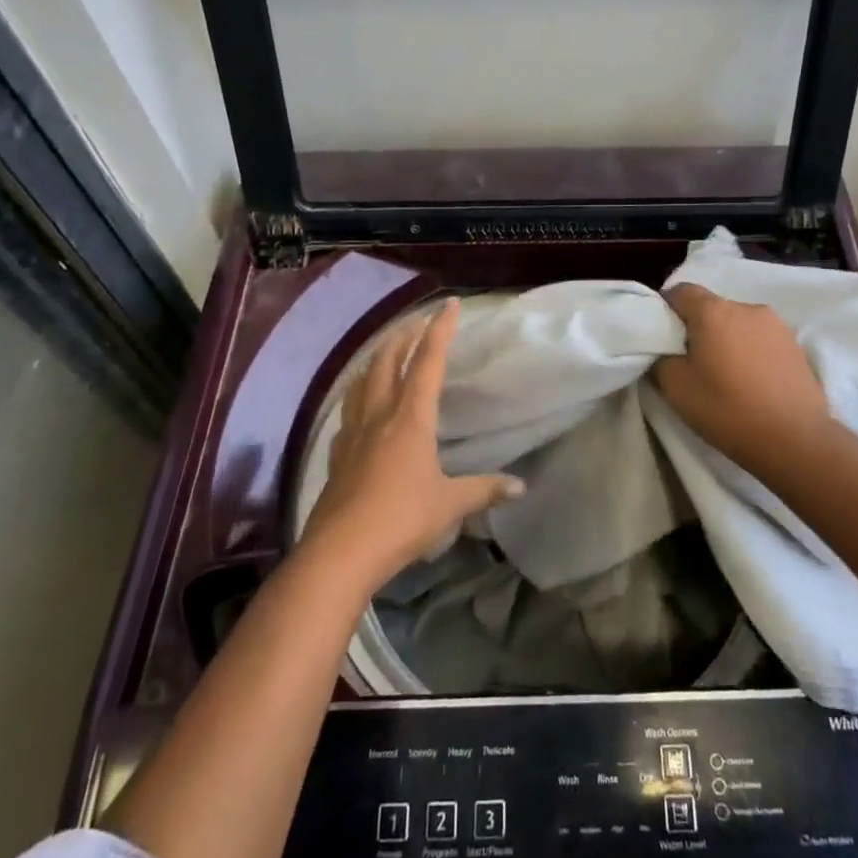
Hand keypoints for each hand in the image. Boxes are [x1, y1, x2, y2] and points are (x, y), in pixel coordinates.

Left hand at [303, 299, 522, 594]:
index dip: (440, 330)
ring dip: (377, 358)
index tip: (449, 304)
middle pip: (388, 361)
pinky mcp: (337, 454)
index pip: (428, 362)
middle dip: (404, 336)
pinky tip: (361, 404)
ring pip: (363, 381)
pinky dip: (359, 392)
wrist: (339, 553)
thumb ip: (484, 490)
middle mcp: (380, 415)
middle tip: (418, 322)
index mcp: (411, 418)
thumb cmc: (401, 520)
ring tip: (386, 351)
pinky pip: (349, 409)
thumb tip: (520, 487)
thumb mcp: (450, 505)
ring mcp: (354, 433)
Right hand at [653, 284, 832, 472]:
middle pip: (711, 307)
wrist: (795, 440)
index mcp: (713, 311)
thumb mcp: (676, 389)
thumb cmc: (728, 410)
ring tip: (725, 374)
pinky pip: (760, 338)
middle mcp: (745, 307)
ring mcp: (775, 324)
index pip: (680, 292)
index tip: (663, 339)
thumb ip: (661, 359)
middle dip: (697, 327)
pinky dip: (750, 351)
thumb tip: (663, 349)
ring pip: (737, 322)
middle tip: (691, 362)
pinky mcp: (795, 344)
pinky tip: (751, 381)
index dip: (666, 311)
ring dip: (726, 339)